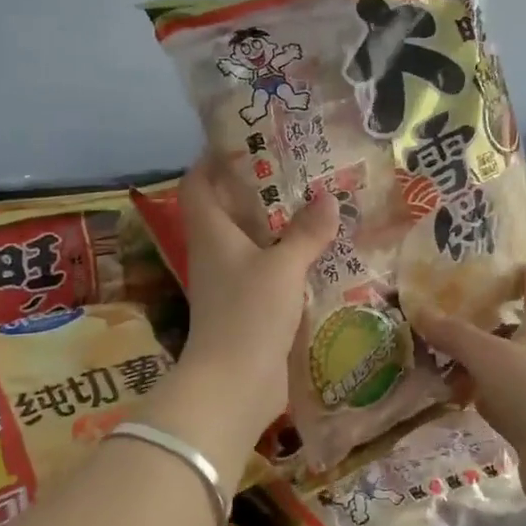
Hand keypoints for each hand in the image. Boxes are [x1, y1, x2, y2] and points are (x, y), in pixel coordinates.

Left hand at [169, 155, 337, 446]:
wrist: (233, 385)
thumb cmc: (248, 315)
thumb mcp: (282, 267)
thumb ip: (305, 232)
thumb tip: (327, 197)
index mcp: (211, 233)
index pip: (198, 184)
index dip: (213, 159)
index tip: (245, 140)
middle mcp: (217, 252)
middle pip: (230, 209)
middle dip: (259, 188)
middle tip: (300, 168)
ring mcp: (232, 282)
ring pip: (254, 241)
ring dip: (280, 225)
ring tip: (319, 203)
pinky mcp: (251, 307)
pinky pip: (270, 271)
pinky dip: (291, 258)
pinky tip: (323, 253)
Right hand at [418, 269, 525, 514]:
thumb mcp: (487, 355)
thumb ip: (454, 334)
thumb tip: (419, 310)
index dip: (515, 270)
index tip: (484, 262)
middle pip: (519, 322)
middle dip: (487, 316)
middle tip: (448, 307)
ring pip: (508, 361)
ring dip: (481, 357)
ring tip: (442, 349)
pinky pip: (504, 395)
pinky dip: (483, 392)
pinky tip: (456, 393)